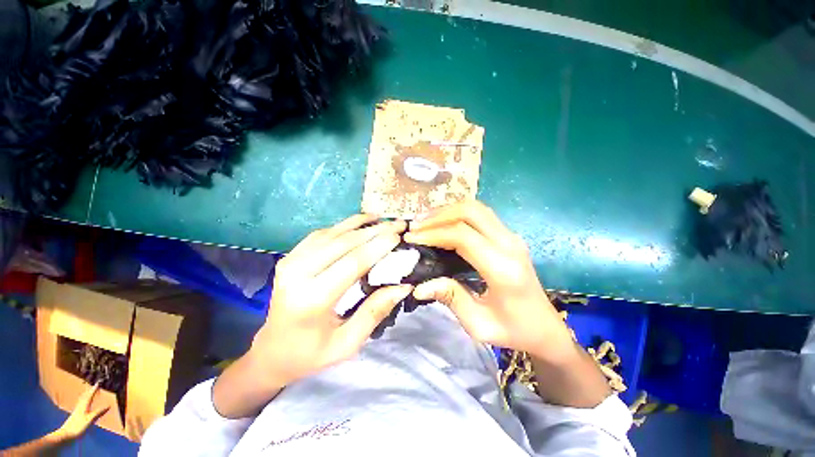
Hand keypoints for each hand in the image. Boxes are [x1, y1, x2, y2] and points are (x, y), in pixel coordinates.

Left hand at [58, 383, 108, 440]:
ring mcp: (76, 412)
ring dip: (86, 396)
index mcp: (83, 406)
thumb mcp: (89, 420)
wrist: (66, 435)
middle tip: (94, 386)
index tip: (98, 383)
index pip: (90, 396)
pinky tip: (82, 405)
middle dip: (89, 391)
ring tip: (88, 393)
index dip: (94, 390)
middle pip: (84, 397)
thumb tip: (109, 405)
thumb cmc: (78, 427)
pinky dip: (83, 402)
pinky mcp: (75, 416)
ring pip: (82, 401)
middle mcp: (80, 407)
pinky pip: (80, 405)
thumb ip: (98, 413)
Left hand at [249, 214, 412, 388]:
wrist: (271, 351)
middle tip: (398, 224)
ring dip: (361, 224)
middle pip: (343, 243)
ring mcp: (291, 261)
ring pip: (333, 233)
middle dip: (375, 231)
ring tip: (383, 218)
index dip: (377, 246)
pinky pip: (322, 234)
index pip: (352, 262)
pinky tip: (360, 222)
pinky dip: (343, 225)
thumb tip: (403, 286)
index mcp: (312, 299)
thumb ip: (374, 312)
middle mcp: (298, 273)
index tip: (398, 236)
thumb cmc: (311, 353)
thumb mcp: (347, 344)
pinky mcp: (291, 257)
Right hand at [405, 201, 572, 360]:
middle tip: (416, 226)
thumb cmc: (513, 330)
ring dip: (447, 211)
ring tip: (424, 222)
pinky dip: (458, 213)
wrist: (546, 327)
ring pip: (476, 208)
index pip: (463, 237)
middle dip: (438, 216)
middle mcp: (509, 245)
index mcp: (502, 269)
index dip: (433, 233)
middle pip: (470, 212)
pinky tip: (442, 223)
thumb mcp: (479, 324)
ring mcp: (512, 236)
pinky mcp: (509, 235)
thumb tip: (420, 286)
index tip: (411, 238)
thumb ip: (450, 298)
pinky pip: (481, 214)